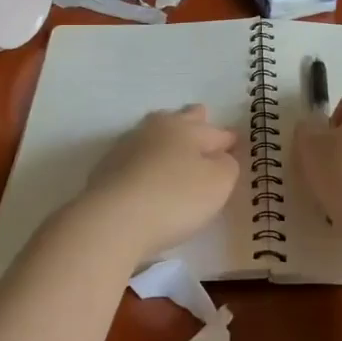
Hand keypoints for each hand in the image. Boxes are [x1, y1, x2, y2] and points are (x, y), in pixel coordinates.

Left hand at [81, 105, 239, 263]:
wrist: (112, 221)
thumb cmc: (175, 198)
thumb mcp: (219, 183)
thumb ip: (227, 166)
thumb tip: (219, 157)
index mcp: (185, 128)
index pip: (215, 132)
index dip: (227, 140)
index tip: (234, 144)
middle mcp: (155, 130)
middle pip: (179, 119)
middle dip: (193, 121)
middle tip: (201, 123)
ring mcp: (126, 147)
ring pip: (153, 135)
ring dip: (165, 140)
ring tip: (173, 149)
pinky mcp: (106, 169)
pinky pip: (134, 158)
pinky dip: (145, 162)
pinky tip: (146, 175)